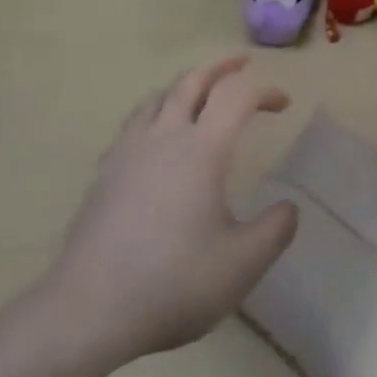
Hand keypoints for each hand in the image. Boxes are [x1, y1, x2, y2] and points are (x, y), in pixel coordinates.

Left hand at [40, 56, 298, 363]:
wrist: (87, 312)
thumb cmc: (172, 283)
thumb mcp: (242, 265)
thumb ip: (275, 231)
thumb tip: (289, 208)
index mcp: (202, 149)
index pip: (238, 96)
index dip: (264, 91)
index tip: (283, 104)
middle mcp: (165, 136)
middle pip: (193, 80)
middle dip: (222, 66)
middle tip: (242, 64)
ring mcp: (129, 151)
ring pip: (159, 95)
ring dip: (187, 83)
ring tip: (201, 91)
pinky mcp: (105, 172)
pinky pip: (135, 121)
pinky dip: (157, 110)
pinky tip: (158, 134)